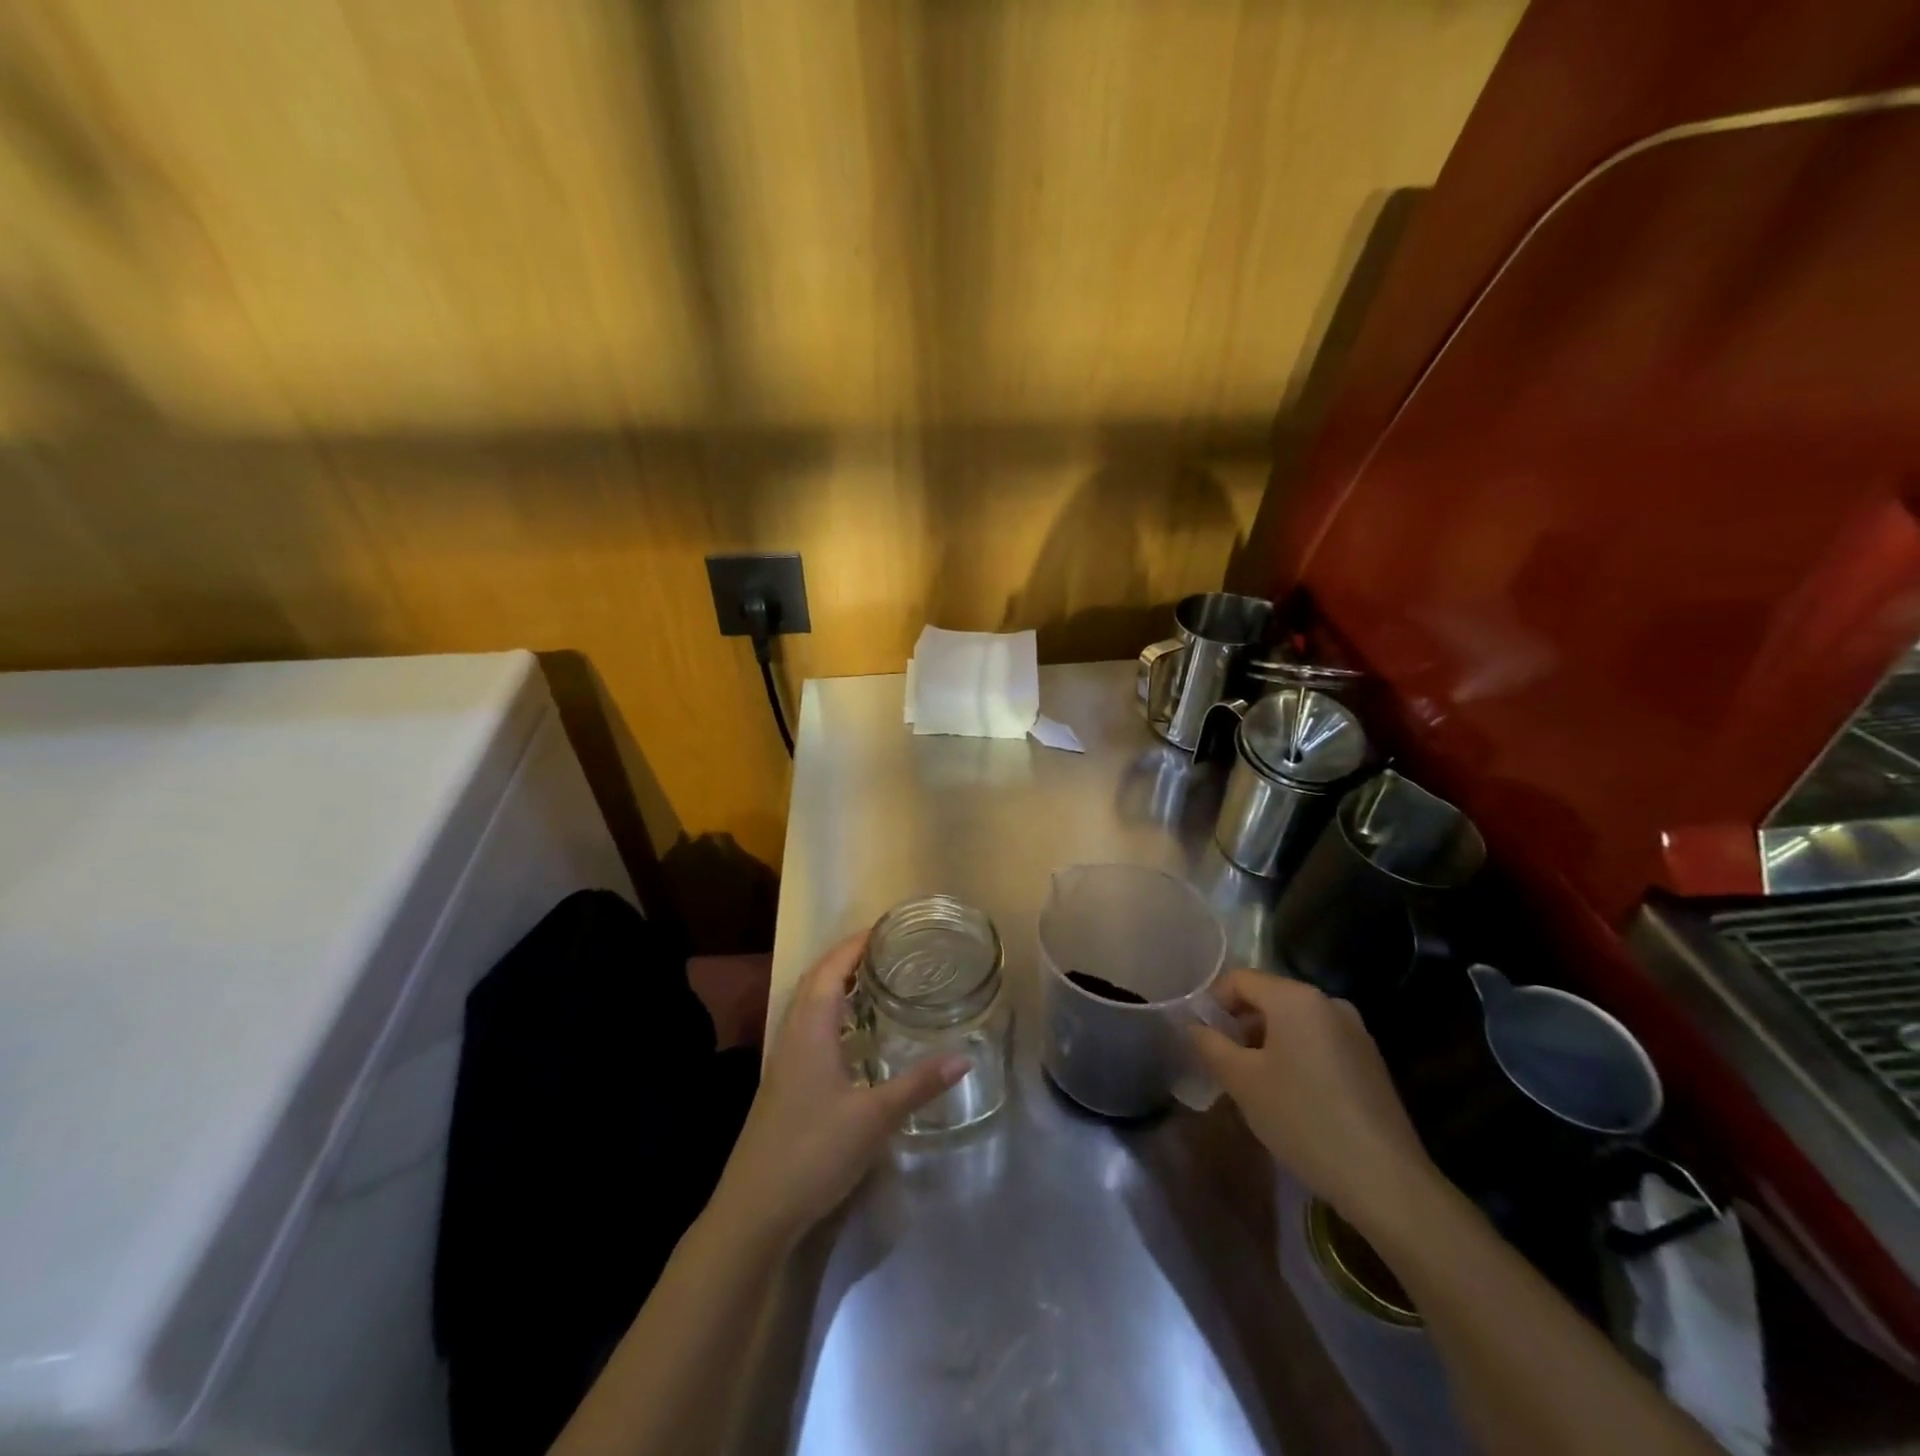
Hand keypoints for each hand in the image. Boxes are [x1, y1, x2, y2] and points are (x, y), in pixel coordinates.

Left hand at [710, 932, 968, 1246]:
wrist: (755, 1210)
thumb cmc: (812, 1152)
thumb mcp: (873, 1118)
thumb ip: (918, 1084)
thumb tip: (964, 1056)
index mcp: (810, 1030)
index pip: (830, 969)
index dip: (855, 945)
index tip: (886, 929)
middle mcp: (793, 1035)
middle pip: (816, 980)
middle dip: (847, 958)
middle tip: (887, 950)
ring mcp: (785, 1061)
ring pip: (809, 1006)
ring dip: (837, 985)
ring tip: (875, 980)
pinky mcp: (784, 1083)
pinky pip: (809, 1029)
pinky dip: (832, 1014)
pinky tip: (854, 1035)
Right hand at [1189, 968, 1443, 1239]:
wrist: (1385, 1181)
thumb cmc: (1303, 1118)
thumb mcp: (1242, 1081)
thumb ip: (1210, 1044)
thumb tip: (1195, 1026)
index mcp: (1295, 997)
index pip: (1239, 980)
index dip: (1212, 1003)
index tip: (1201, 1038)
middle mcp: (1328, 1002)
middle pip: (1268, 998)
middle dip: (1239, 1025)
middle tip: (1223, 1064)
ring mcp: (1355, 1031)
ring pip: (1293, 1023)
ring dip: (1266, 1043)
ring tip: (1255, 1085)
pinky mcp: (1370, 1061)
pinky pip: (1318, 1043)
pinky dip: (1295, 1057)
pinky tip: (1292, 1098)